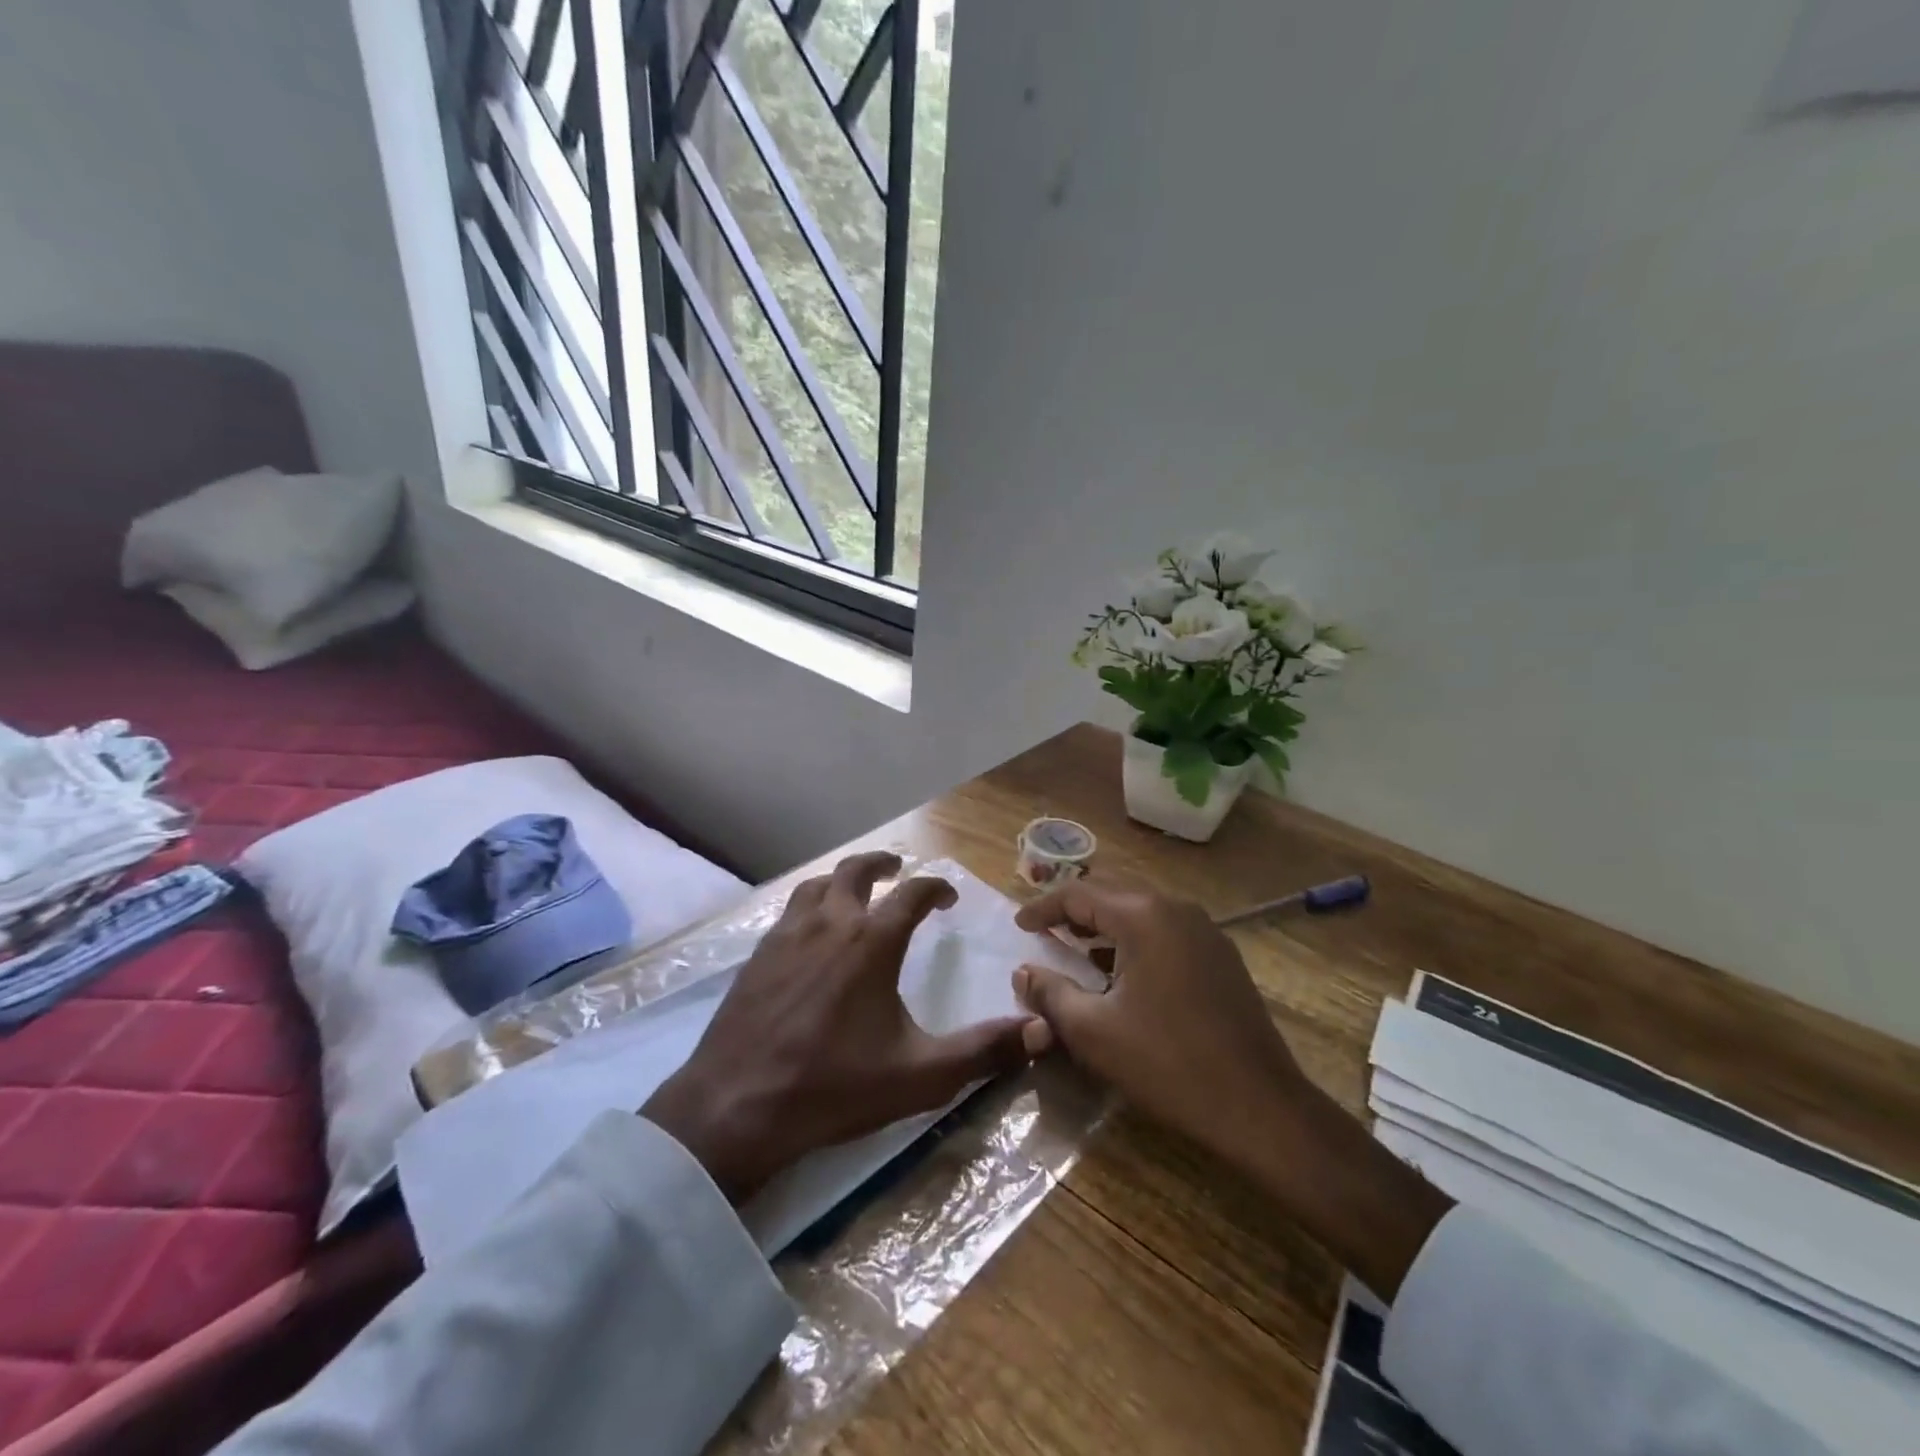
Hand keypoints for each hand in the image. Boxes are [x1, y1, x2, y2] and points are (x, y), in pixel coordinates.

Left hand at [642, 851, 1039, 1204]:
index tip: (948, 898)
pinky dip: (810, 906)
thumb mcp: (921, 1075)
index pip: (913, 892)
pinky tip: (810, 933)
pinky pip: (789, 911)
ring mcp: (787, 935)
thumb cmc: (834, 1087)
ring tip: (854, 894)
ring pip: (817, 885)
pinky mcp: (757, 955)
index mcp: (872, 941)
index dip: (936, 887)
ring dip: (841, 880)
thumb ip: (983, 1052)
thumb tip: (1040, 1032)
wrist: (737, 1106)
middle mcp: (830, 923)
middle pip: (856, 871)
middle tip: (897, 870)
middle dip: (882, 864)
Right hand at [1013, 876, 1451, 1299]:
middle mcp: (1176, 909)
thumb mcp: (1093, 1030)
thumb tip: (1023, 972)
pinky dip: (1134, 943)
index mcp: (1143, 916)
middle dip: (1074, 913)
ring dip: (1104, 928)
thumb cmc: (1167, 1063)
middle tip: (1044, 934)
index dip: (1043, 908)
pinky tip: (1121, 974)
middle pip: (1111, 896)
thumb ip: (1050, 993)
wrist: (1261, 1107)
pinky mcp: (1221, 956)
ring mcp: (1205, 931)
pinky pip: (1165, 933)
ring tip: (1076, 952)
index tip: (1019, 927)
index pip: (1079, 894)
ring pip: (1140, 914)